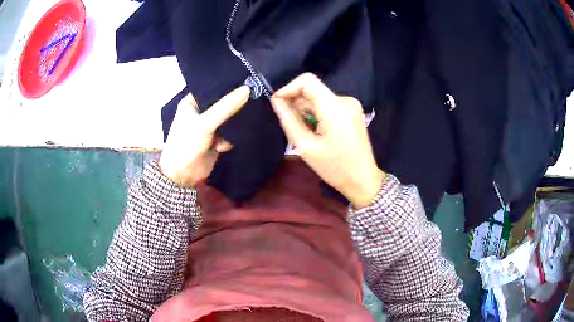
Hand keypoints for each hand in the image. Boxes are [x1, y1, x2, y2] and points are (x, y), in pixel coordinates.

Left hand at [159, 86, 249, 187]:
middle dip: (237, 102)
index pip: (213, 87)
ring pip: (229, 117)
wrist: (183, 176)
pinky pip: (231, 131)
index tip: (248, 78)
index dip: (229, 84)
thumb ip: (225, 107)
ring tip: (253, 113)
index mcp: (193, 101)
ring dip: (237, 120)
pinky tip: (238, 135)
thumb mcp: (205, 123)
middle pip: (223, 102)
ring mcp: (210, 125)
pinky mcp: (218, 138)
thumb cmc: (186, 144)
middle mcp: (201, 111)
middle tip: (257, 93)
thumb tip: (248, 89)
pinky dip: (235, 134)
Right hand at [271, 73, 384, 207]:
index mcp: (335, 107)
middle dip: (296, 103)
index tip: (277, 103)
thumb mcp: (306, 146)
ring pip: (319, 97)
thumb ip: (289, 120)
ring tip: (304, 133)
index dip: (289, 88)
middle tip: (290, 125)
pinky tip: (316, 131)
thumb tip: (276, 100)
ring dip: (306, 110)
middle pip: (313, 90)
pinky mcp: (352, 110)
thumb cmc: (334, 168)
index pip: (307, 81)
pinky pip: (328, 104)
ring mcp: (351, 104)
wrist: (363, 179)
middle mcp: (345, 100)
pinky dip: (317, 113)